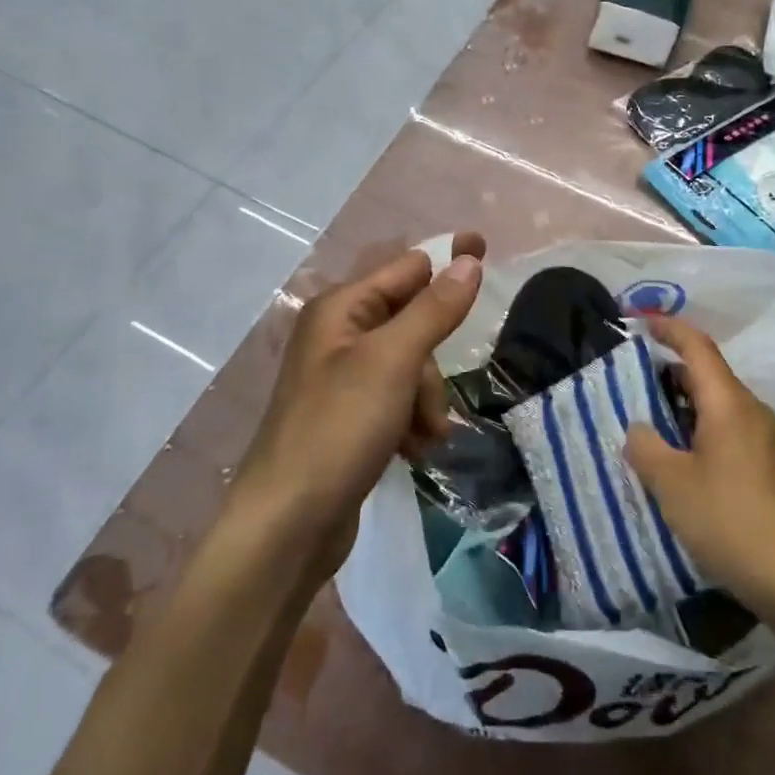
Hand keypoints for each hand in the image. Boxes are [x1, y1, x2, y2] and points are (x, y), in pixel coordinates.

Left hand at [234, 233, 485, 571]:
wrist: (288, 524)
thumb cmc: (338, 428)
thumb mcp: (392, 362)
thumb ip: (434, 309)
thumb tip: (468, 260)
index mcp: (341, 309)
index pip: (407, 267)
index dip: (447, 259)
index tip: (486, 249)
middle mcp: (339, 336)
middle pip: (413, 322)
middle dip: (432, 362)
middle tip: (431, 402)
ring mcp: (343, 379)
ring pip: (412, 366)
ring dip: (426, 399)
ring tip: (422, 437)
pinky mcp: (350, 417)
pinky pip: (398, 400)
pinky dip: (412, 420)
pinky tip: (412, 449)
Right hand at [624, 316, 774, 612]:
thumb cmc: (730, 520)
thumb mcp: (672, 483)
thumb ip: (646, 448)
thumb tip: (638, 428)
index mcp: (729, 403)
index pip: (698, 347)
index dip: (669, 328)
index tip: (639, 322)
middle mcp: (751, 412)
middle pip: (707, 374)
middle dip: (669, 369)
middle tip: (630, 378)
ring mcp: (764, 441)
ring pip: (717, 405)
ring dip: (682, 404)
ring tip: (646, 418)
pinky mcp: (768, 469)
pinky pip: (726, 431)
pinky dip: (698, 429)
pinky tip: (678, 458)